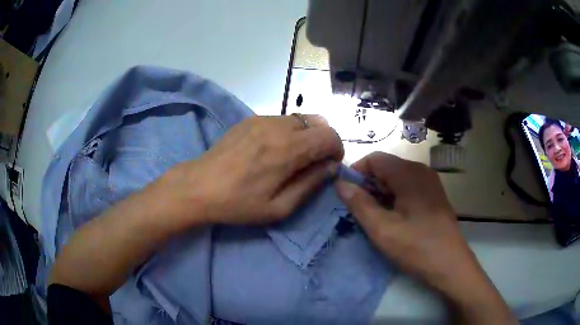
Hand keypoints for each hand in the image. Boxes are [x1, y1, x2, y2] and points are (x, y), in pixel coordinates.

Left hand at [167, 115, 342, 224]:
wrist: (198, 186)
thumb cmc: (238, 203)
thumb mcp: (279, 207)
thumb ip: (310, 184)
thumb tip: (330, 167)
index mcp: (288, 149)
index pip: (329, 135)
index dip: (336, 150)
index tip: (328, 166)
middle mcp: (278, 126)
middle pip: (318, 122)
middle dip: (322, 141)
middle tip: (311, 163)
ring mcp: (262, 119)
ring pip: (299, 119)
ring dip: (305, 135)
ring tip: (291, 157)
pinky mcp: (249, 119)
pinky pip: (280, 119)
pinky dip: (288, 131)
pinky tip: (271, 149)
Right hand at [335, 152, 515, 323]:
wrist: (450, 264)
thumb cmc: (416, 246)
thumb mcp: (382, 229)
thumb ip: (359, 204)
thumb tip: (340, 183)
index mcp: (409, 173)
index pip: (374, 159)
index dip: (356, 173)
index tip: (346, 195)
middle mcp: (421, 170)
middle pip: (386, 167)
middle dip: (368, 185)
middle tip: (359, 210)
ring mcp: (430, 182)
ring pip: (396, 178)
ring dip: (381, 193)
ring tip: (374, 216)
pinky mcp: (434, 194)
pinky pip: (408, 187)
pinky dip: (394, 197)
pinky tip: (393, 218)